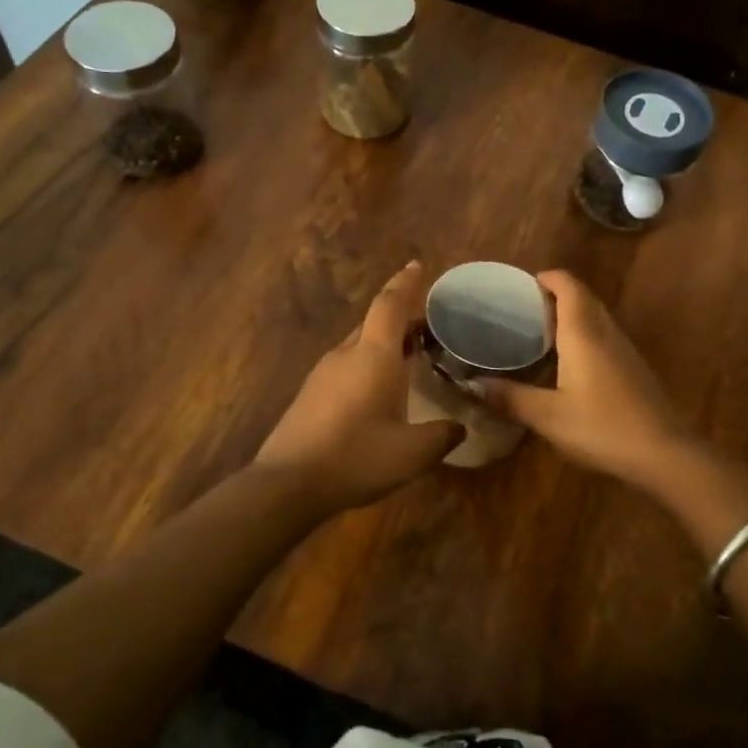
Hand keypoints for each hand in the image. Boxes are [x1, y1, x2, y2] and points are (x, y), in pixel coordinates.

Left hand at [253, 262, 464, 512]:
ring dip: (384, 343)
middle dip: (401, 318)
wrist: (287, 483)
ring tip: (409, 356)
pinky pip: (346, 365)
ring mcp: (323, 373)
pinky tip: (378, 390)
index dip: (405, 283)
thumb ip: (442, 436)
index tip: (417, 265)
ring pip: (359, 344)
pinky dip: (368, 363)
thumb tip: (460, 428)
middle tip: (428, 326)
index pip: (390, 305)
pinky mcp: (310, 394)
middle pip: (374, 322)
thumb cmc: (356, 457)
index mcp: (374, 356)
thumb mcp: (412, 454)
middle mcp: (346, 354)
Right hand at [481, 270, 695, 489]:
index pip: (568, 285)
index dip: (546, 278)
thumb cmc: (602, 427)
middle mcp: (606, 333)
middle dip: (554, 295)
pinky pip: (604, 338)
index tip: (520, 286)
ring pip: (595, 318)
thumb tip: (473, 385)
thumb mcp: (548, 416)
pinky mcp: (633, 370)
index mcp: (583, 333)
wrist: (664, 454)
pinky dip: (583, 337)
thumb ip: (510, 398)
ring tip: (540, 333)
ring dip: (570, 316)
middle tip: (523, 310)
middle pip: (582, 298)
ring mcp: (624, 350)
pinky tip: (568, 364)